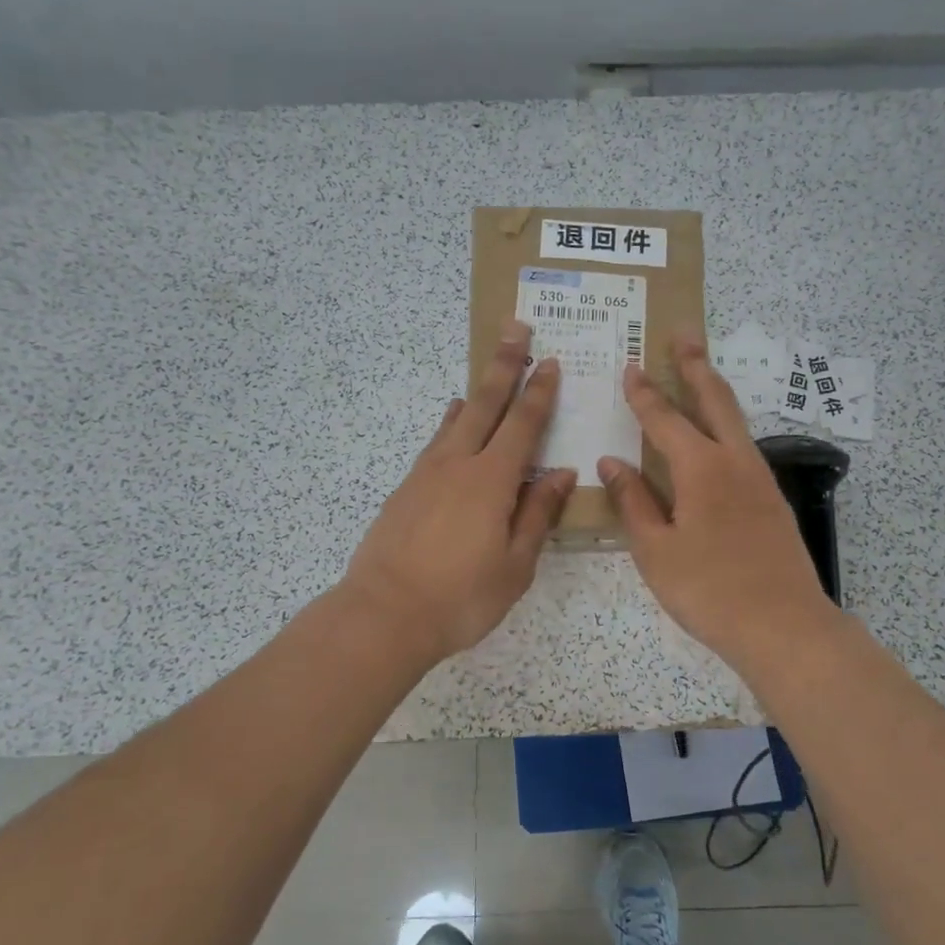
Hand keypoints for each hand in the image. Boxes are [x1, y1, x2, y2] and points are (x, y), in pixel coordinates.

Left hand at [340, 319, 575, 665]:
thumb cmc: (461, 597)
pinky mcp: (404, 490)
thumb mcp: (515, 565)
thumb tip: (560, 474)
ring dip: (474, 394)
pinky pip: (434, 444)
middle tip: (515, 329)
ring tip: (484, 377)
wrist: (385, 614)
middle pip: (484, 405)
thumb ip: (537, 515)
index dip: (539, 393)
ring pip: (454, 421)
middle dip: (503, 366)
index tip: (550, 362)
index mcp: (491, 481)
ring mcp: (425, 474)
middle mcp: (457, 464)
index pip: (522, 425)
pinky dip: (448, 426)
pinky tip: (451, 428)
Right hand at [597, 329, 842, 677]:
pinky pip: (743, 447)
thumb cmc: (708, 590)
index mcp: (701, 468)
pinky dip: (726, 426)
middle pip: (715, 400)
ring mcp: (760, 479)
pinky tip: (717, 440)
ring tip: (700, 374)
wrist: (784, 626)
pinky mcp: (772, 500)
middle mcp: (735, 461)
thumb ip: (632, 501)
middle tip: (684, 335)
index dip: (644, 393)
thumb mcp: (656, 550)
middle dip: (696, 365)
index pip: (664, 419)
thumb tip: (612, 462)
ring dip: (715, 392)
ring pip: (735, 420)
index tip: (630, 365)